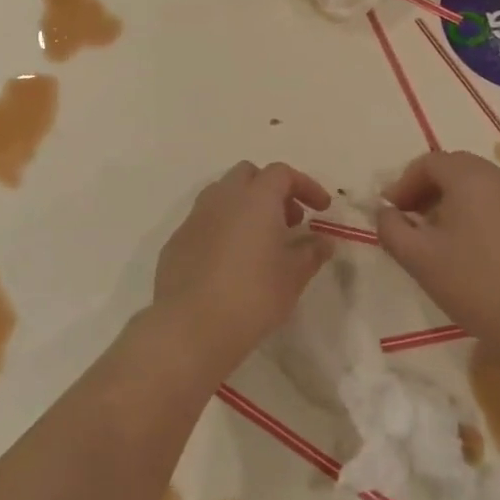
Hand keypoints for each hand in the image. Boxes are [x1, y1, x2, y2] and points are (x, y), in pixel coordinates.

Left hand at [150, 161, 332, 381]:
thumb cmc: (252, 295)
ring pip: (223, 195)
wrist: (190, 326)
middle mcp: (223, 197)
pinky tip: (230, 261)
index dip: (305, 186)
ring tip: (260, 241)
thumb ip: (311, 252)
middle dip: (272, 190)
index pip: (282, 173)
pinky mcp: (177, 240)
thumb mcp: (293, 276)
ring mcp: (195, 217)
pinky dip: (223, 228)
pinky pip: (205, 221)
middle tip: (289, 221)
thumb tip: (323, 241)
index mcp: (255, 197)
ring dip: (245, 207)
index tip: (321, 209)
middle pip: (249, 175)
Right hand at [374, 152, 499, 376]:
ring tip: (432, 234)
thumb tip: (385, 212)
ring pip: (474, 185)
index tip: (390, 211)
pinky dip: (471, 211)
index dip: (403, 183)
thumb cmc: (473, 284)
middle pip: (453, 168)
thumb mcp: (418, 258)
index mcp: (471, 178)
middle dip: (425, 188)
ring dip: (447, 200)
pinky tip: (463, 246)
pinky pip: (493, 202)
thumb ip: (391, 228)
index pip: (429, 163)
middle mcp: (498, 179)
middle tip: (408, 218)